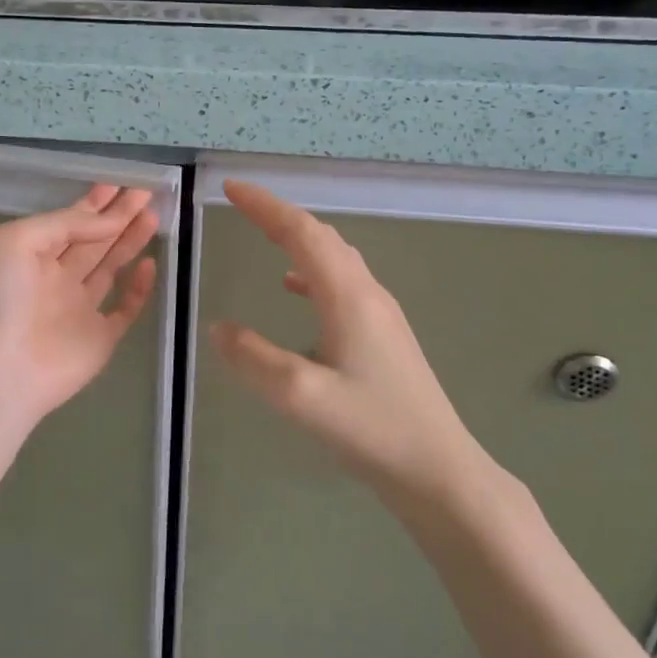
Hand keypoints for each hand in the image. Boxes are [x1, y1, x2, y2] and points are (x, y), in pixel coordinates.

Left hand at [0, 185, 158, 507]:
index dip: (93, 203)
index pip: (67, 222)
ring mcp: (77, 310)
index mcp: (29, 255)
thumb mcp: (17, 240)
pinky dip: (139, 288)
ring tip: (153, 214)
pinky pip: (124, 308)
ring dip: (130, 241)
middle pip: (92, 241)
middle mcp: (54, 279)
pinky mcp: (99, 338)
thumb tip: (109, 220)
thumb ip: (65, 223)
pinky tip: (150, 264)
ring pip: (109, 268)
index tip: (119, 184)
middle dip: (117, 216)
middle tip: (145, 193)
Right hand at [210, 180, 483, 503]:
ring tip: (265, 234)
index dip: (265, 206)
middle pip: (320, 236)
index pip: (302, 232)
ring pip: (335, 257)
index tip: (231, 188)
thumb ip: (253, 358)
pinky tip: (295, 289)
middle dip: (279, 215)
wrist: (438, 469)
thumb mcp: (299, 395)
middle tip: (241, 205)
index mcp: (348, 296)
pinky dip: (311, 270)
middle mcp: (367, 293)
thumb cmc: (371, 428)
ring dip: (298, 238)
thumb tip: (218, 327)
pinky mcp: (384, 334)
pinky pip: (342, 282)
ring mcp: (380, 313)